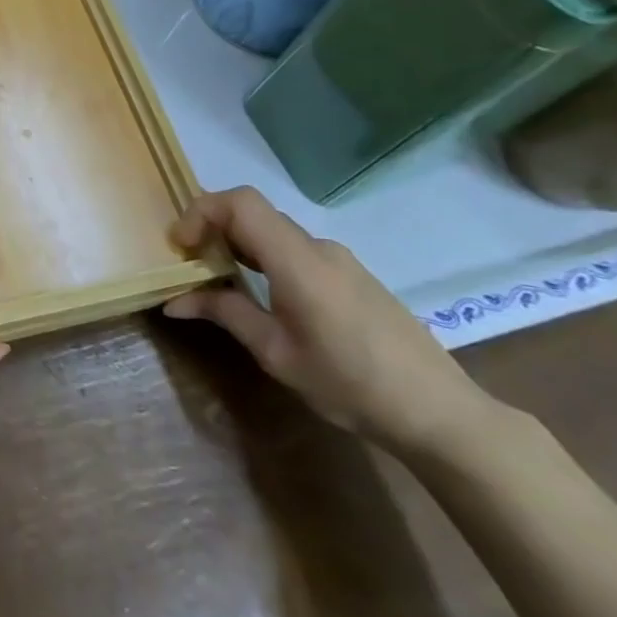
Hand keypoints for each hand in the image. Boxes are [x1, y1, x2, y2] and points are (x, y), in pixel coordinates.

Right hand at [164, 186, 494, 457]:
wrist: (441, 414)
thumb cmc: (350, 384)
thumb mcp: (277, 353)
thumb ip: (226, 314)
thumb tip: (175, 300)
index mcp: (298, 261)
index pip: (239, 203)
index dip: (201, 212)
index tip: (182, 248)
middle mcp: (319, 248)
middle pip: (254, 214)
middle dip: (213, 230)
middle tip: (191, 266)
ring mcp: (340, 261)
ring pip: (274, 233)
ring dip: (238, 246)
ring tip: (220, 283)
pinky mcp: (352, 276)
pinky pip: (296, 251)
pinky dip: (265, 259)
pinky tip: (264, 297)